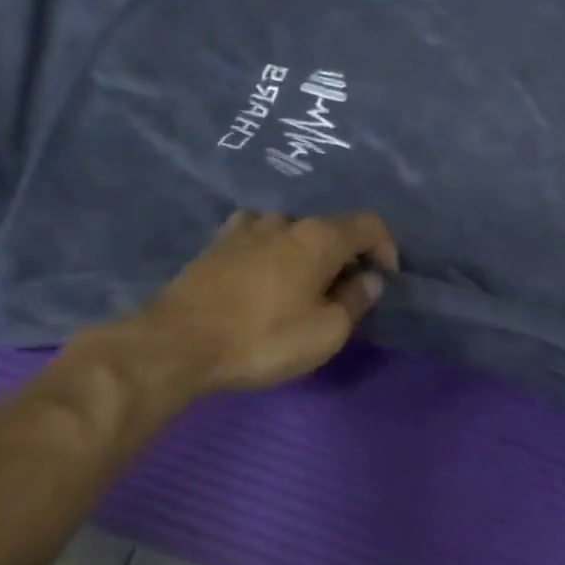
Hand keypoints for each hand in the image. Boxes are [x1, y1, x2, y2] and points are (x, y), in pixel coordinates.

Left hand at [122, 209, 398, 403]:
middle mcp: (285, 222)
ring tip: (300, 286)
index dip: (386, 249)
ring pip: (290, 231)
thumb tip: (370, 280)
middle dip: (345, 256)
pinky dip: (270, 252)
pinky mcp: (216, 244)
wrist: (179, 343)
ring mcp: (245, 229)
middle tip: (342, 294)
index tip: (383, 280)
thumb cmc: (264, 338)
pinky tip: (262, 277)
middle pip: (329, 228)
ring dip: (305, 253)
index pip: (369, 225)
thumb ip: (355, 301)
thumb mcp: (326, 332)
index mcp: (319, 238)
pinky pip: (256, 238)